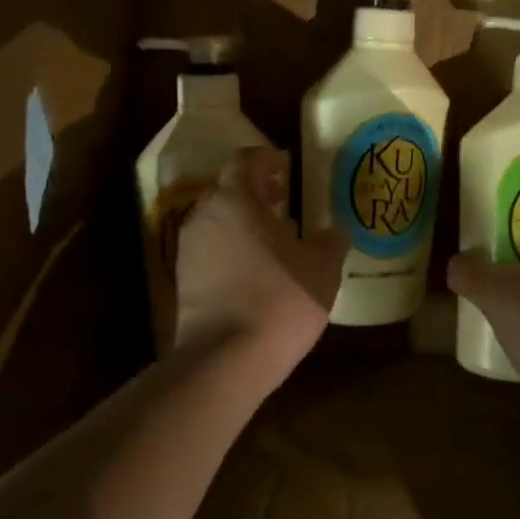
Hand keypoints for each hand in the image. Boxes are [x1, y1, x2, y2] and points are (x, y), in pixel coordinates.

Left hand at [175, 149, 346, 384]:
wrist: (225, 360)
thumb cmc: (279, 300)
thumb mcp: (322, 268)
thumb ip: (330, 241)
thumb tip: (336, 231)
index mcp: (235, 199)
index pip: (246, 160)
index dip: (268, 158)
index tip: (286, 165)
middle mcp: (204, 215)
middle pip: (228, 189)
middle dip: (255, 190)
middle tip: (284, 199)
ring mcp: (188, 249)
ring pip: (217, 220)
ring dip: (243, 220)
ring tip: (273, 236)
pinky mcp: (183, 280)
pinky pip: (211, 249)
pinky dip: (232, 247)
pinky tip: (256, 269)